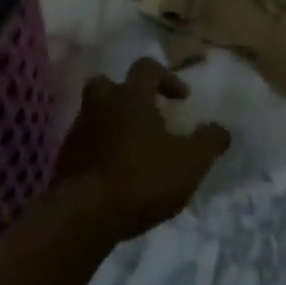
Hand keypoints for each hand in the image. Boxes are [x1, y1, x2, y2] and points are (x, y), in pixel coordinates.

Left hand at [50, 58, 231, 240]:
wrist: (85, 216)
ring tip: (133, 151)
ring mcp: (77, 134)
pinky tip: (115, 175)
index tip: (182, 99)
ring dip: (112, 126)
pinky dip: (99, 153)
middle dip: (125, 94)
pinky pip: (84, 146)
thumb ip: (209, 141)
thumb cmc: (142, 178)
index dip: (167, 77)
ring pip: (94, 116)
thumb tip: (222, 129)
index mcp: (130, 98)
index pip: (146, 68)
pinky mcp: (64, 162)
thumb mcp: (190, 162)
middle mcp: (99, 106)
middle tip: (144, 115)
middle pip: (106, 84)